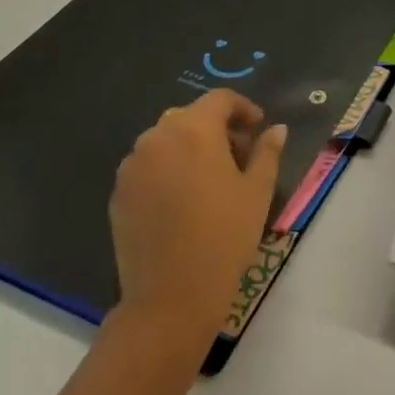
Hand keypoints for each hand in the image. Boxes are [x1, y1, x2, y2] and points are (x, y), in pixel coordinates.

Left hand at [109, 89, 286, 357]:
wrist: (171, 295)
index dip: (243, 108)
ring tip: (211, 180)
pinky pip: (148, 166)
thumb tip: (275, 129)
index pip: (220, 99)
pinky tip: (184, 201)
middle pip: (190, 117)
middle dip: (217, 129)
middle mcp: (157, 137)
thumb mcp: (258, 192)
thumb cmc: (225, 236)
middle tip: (239, 157)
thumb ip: (268, 152)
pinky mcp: (119, 192)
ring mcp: (132, 165)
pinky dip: (168, 170)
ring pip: (166, 141)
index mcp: (194, 130)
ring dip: (190, 148)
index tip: (258, 127)